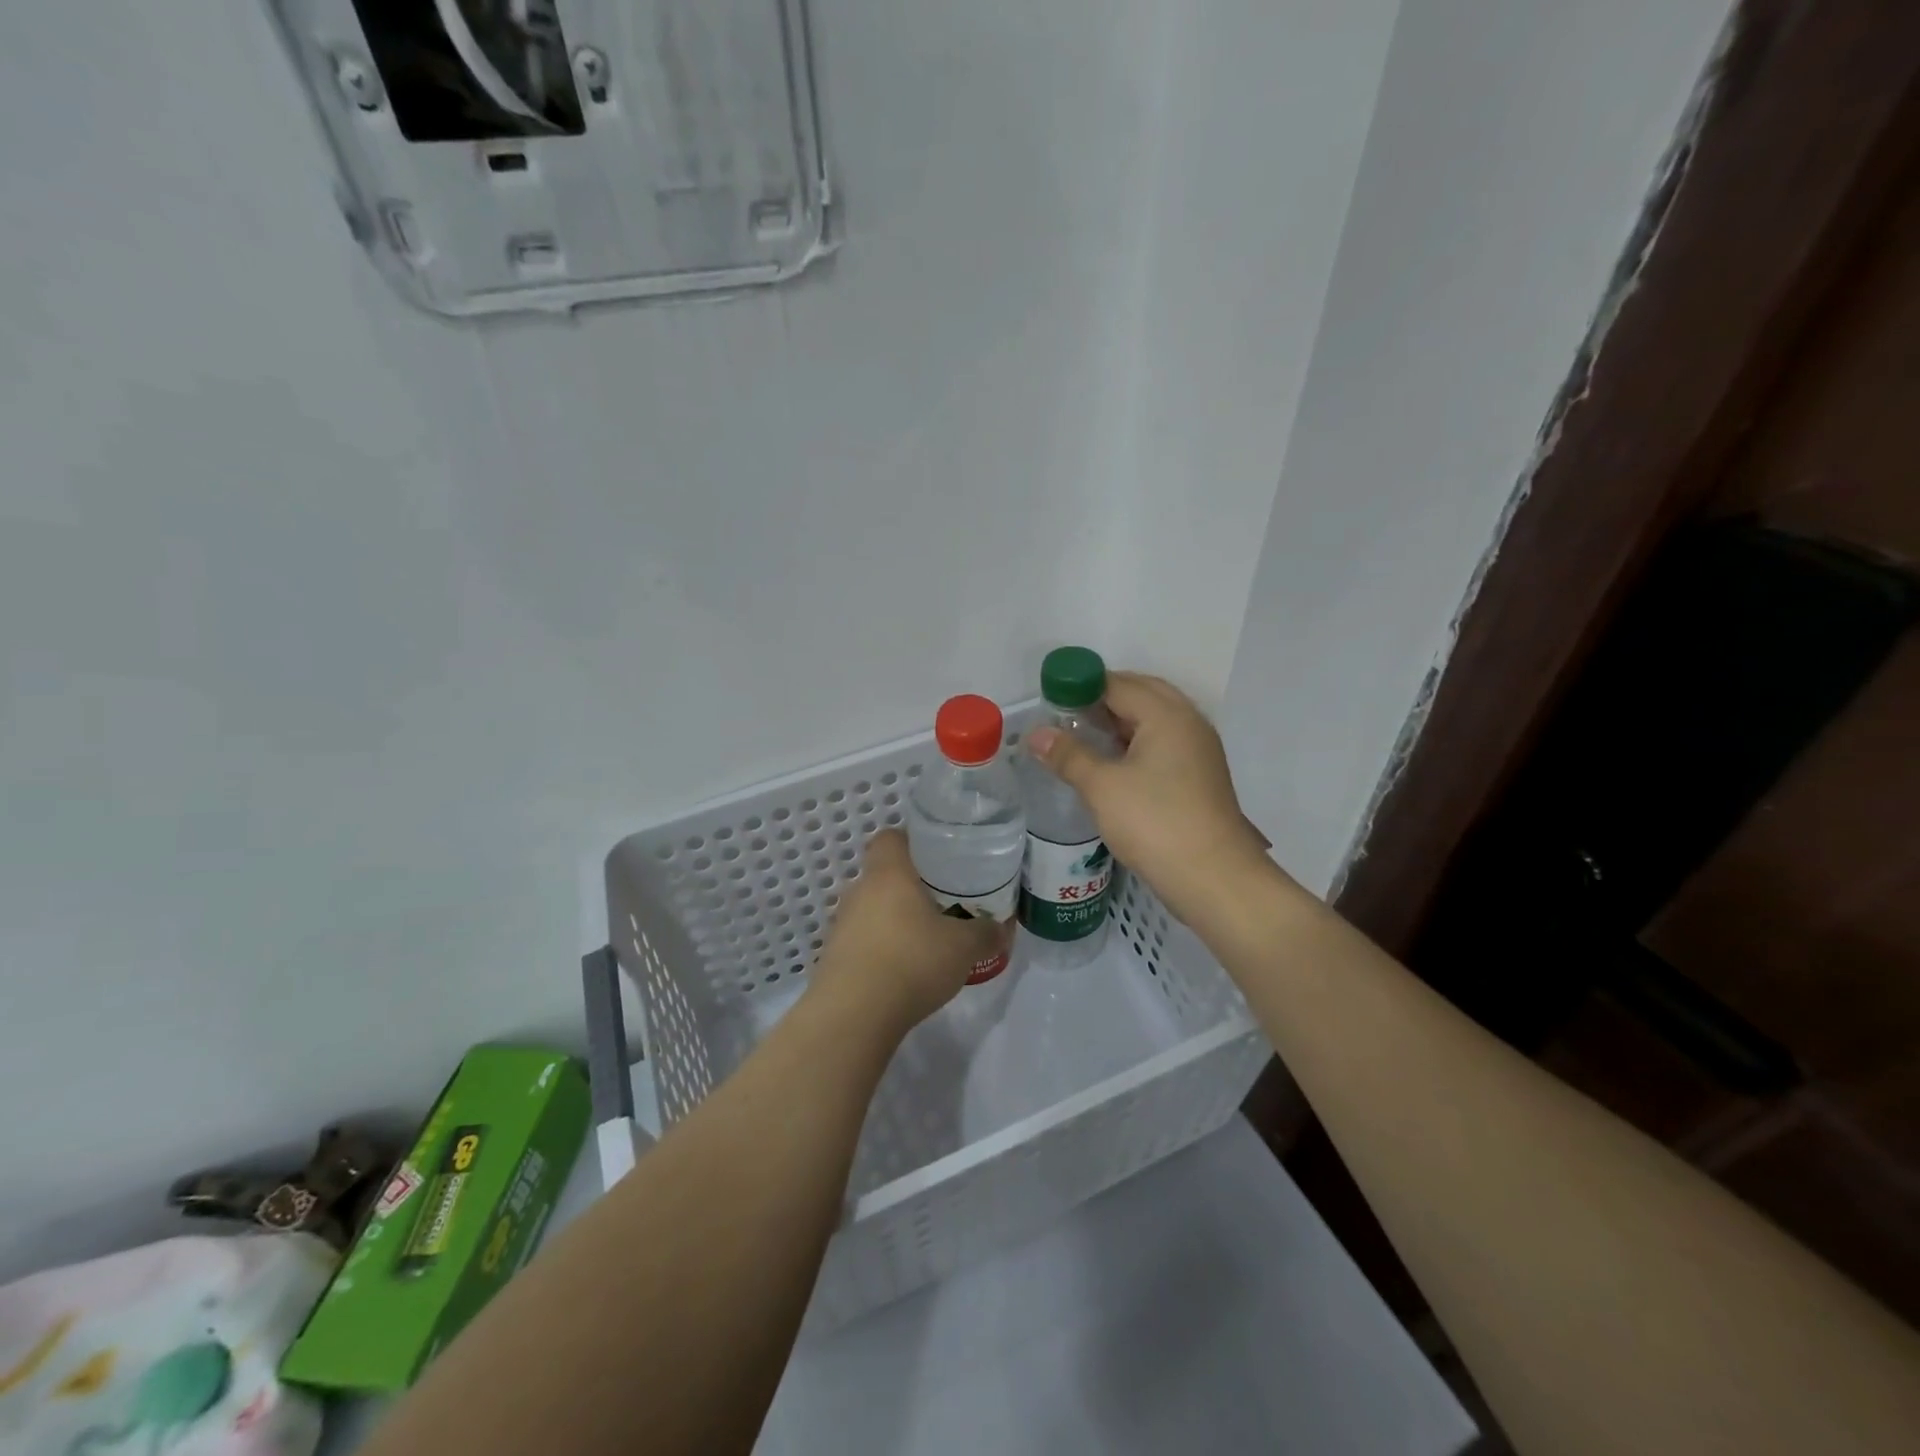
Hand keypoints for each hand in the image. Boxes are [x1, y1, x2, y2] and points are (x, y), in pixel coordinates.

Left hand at [808, 830, 1001, 1034]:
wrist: (853, 1016)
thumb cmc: (911, 962)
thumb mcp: (963, 948)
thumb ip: (985, 933)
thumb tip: (1000, 928)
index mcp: (888, 873)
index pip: (891, 837)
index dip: (913, 842)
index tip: (939, 859)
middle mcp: (859, 890)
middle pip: (884, 875)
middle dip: (911, 886)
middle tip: (943, 902)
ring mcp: (841, 924)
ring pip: (873, 909)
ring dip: (895, 920)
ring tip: (926, 940)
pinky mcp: (834, 956)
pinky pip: (863, 940)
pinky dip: (882, 948)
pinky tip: (904, 971)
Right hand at [1026, 672, 1274, 926]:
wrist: (1213, 878)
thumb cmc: (1155, 823)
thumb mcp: (1102, 787)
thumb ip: (1068, 755)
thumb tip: (1035, 734)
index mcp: (1167, 715)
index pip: (1118, 684)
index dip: (1082, 685)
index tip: (1050, 698)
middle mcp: (1188, 722)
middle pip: (1142, 693)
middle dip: (1103, 697)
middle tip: (1066, 713)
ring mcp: (1198, 750)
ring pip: (1155, 719)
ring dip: (1120, 720)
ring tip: (1083, 735)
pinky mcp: (1200, 776)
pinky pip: (1164, 742)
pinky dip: (1136, 741)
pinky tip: (1113, 762)